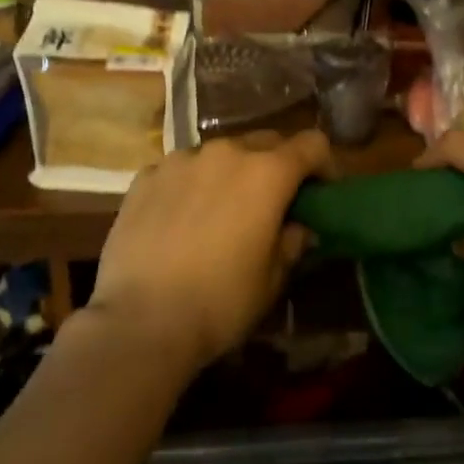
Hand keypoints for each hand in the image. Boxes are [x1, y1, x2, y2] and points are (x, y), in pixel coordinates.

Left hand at [85, 131, 329, 370]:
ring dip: (231, 173)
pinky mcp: (146, 176)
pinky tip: (180, 219)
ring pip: (220, 153)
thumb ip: (291, 242)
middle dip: (277, 165)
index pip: (312, 144)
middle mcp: (227, 152)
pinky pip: (181, 170)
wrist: (139, 321)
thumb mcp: (271, 279)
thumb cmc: (219, 302)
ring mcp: (182, 160)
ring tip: (222, 210)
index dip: (324, 163)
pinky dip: (191, 184)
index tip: (322, 190)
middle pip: (266, 142)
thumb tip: (298, 227)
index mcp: (268, 173)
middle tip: (273, 202)